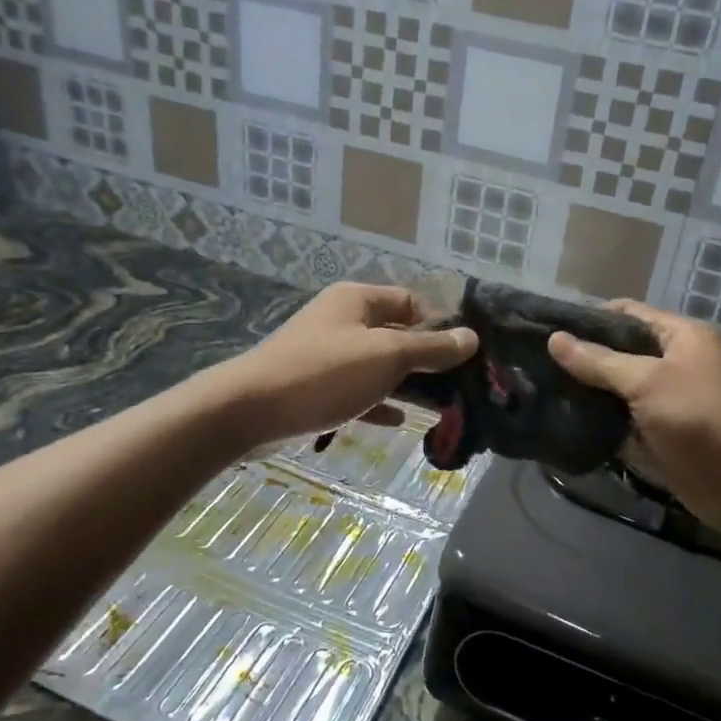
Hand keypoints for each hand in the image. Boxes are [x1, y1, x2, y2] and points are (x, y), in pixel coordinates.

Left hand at [211, 283, 476, 448]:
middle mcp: (341, 320)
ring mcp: (325, 354)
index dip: (438, 325)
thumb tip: (472, 337)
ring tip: (439, 407)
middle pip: (394, 335)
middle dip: (425, 360)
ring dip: (404, 384)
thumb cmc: (325, 373)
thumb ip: (431, 348)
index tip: (462, 356)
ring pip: (376, 366)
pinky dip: (377, 402)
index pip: (410, 302)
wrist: (249, 410)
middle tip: (458, 387)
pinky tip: (398, 421)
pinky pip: (355, 390)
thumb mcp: (387, 356)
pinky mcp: (313, 386)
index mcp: (357, 300)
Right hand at [548, 302, 720, 542]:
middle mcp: (674, 364)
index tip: (545, 328)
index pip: (627, 314)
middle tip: (534, 364)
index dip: (589, 318)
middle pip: (619, 353)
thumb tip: (554, 339)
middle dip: (582, 359)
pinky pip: (623, 424)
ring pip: (617, 392)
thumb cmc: (704, 419)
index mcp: (680, 337)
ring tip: (538, 391)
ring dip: (587, 394)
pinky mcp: (660, 438)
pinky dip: (599, 425)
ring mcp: (666, 403)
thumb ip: (600, 362)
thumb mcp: (649, 382)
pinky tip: (562, 423)